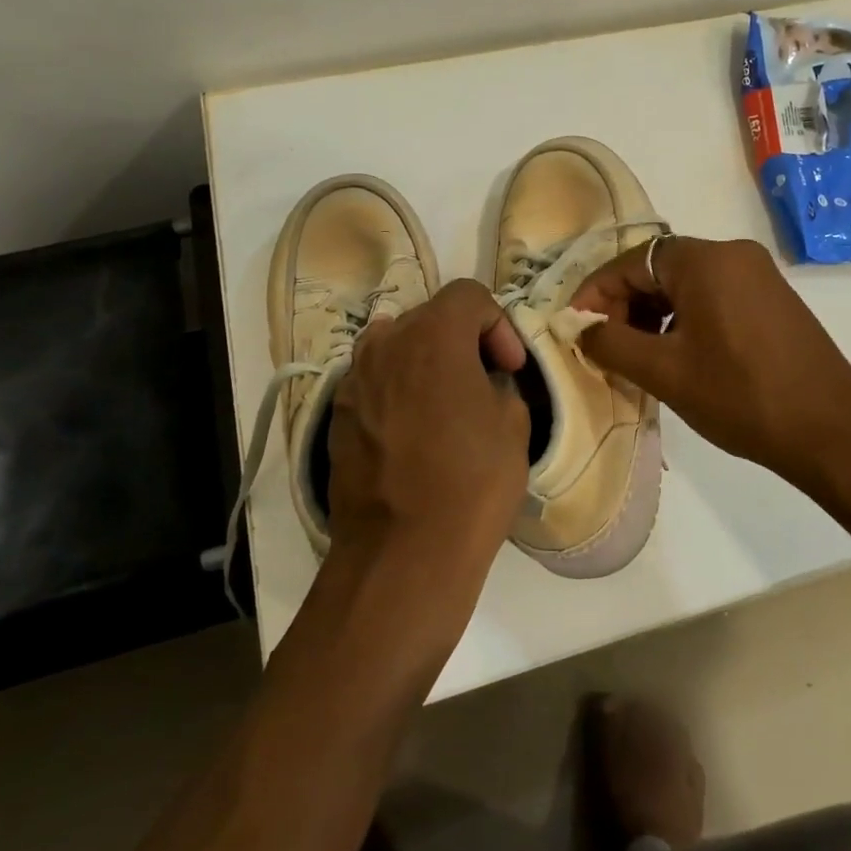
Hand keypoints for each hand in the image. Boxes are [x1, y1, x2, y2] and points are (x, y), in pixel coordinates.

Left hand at [325, 280, 530, 594]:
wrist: (401, 555)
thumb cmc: (471, 484)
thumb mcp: (513, 425)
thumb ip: (498, 384)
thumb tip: (481, 383)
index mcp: (432, 336)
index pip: (468, 295)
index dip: (498, 324)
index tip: (509, 368)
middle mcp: (384, 345)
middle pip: (428, 317)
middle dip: (462, 340)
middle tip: (485, 381)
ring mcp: (354, 381)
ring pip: (395, 346)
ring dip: (426, 362)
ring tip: (447, 403)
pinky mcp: (337, 416)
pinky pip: (375, 383)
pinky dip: (399, 390)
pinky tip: (415, 434)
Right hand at [570, 236, 850, 489]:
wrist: (829, 430)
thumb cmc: (739, 396)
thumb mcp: (664, 372)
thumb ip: (612, 344)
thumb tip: (580, 328)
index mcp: (706, 260)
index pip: (630, 262)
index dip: (595, 294)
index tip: (575, 328)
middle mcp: (734, 254)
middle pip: (659, 269)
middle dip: (624, 305)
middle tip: (605, 347)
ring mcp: (759, 275)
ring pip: (686, 285)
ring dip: (653, 314)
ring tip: (636, 357)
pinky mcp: (773, 299)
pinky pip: (714, 297)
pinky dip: (684, 319)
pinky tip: (676, 354)